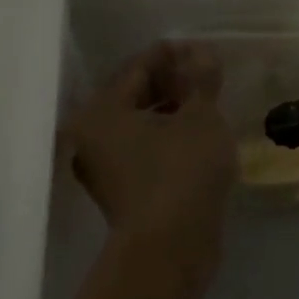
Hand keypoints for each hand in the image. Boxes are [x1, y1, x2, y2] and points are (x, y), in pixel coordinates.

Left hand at [66, 42, 235, 264]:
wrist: (171, 248)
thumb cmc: (183, 171)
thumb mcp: (200, 117)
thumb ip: (201, 80)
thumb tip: (202, 53)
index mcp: (102, 111)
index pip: (137, 67)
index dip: (172, 54)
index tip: (202, 50)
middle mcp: (92, 136)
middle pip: (133, 95)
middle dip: (171, 82)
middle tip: (206, 75)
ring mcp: (104, 167)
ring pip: (139, 124)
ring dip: (170, 110)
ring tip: (205, 104)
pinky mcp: (121, 190)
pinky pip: (144, 149)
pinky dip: (166, 136)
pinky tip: (195, 135)